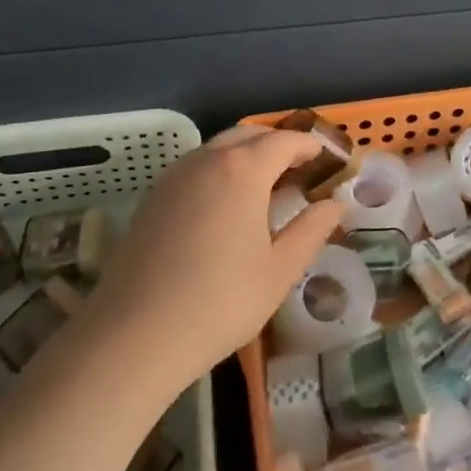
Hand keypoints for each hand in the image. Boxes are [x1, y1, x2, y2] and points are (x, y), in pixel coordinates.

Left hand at [86, 126, 340, 392]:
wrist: (135, 334)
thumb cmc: (220, 301)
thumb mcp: (279, 270)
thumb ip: (311, 230)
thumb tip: (335, 204)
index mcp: (242, 170)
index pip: (283, 141)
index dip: (308, 146)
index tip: (326, 158)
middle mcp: (206, 160)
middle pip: (248, 136)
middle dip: (277, 145)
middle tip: (299, 170)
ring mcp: (174, 177)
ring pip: (217, 149)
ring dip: (246, 156)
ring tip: (265, 186)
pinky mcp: (152, 198)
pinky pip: (195, 168)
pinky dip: (219, 171)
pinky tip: (225, 205)